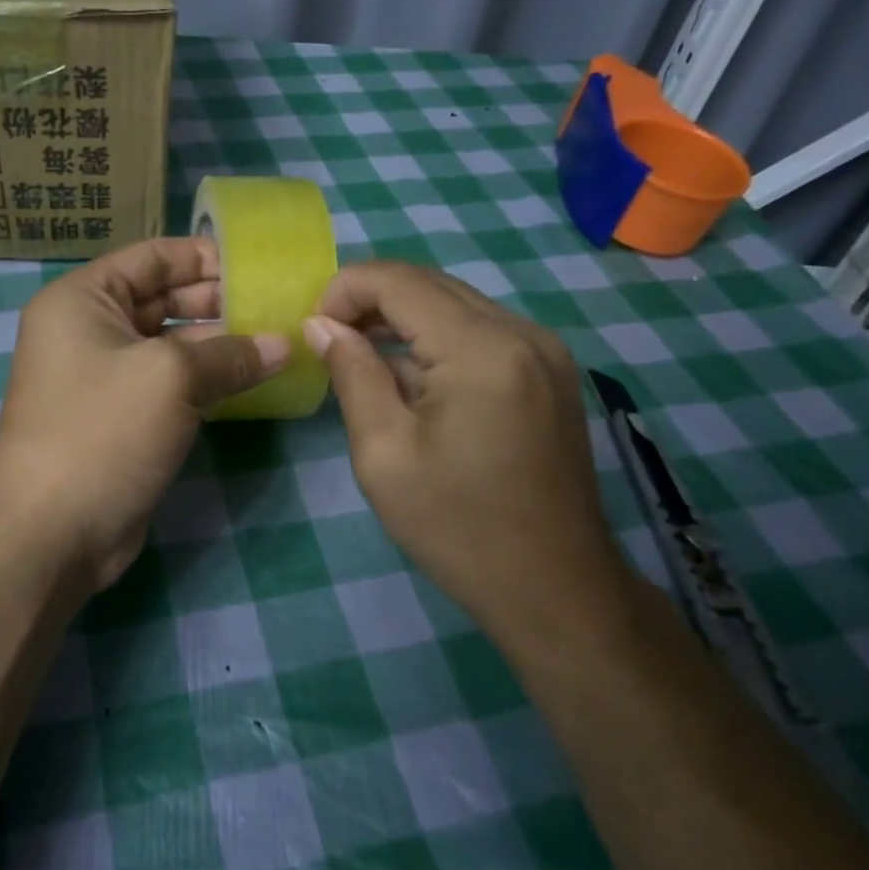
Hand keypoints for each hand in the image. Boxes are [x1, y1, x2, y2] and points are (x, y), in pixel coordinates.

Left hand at [0, 237, 289, 591]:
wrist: (50, 533)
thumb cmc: (101, 431)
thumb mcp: (170, 377)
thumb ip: (230, 354)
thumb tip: (283, 345)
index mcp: (82, 299)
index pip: (151, 257)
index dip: (204, 257)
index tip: (258, 268)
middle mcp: (89, 330)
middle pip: (162, 299)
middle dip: (218, 302)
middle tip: (277, 307)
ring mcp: (104, 378)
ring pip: (171, 346)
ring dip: (220, 345)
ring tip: (278, 342)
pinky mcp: (122, 420)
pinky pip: (171, 385)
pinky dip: (208, 381)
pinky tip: (253, 381)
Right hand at [303, 261, 621, 628]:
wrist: (554, 588)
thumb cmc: (457, 527)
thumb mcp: (383, 453)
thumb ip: (351, 374)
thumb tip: (321, 325)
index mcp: (483, 349)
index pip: (399, 281)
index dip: (345, 290)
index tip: (314, 331)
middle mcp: (522, 332)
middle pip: (430, 283)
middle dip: (371, 299)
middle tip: (330, 340)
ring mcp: (545, 350)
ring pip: (456, 302)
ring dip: (403, 316)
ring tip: (362, 356)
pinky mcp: (551, 371)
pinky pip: (482, 329)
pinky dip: (437, 336)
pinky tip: (413, 376)